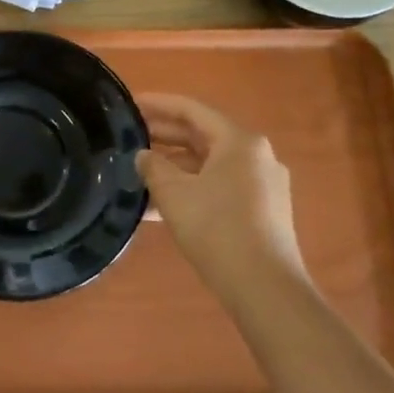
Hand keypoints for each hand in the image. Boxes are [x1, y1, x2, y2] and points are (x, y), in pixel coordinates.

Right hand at [136, 93, 308, 308]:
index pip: (191, 110)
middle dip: (163, 137)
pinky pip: (218, 188)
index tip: (130, 104)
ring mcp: (262, 185)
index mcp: (239, 141)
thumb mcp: (173, 193)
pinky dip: (190, 189)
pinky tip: (159, 207)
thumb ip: (153, 166)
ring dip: (173, 168)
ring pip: (208, 165)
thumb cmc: (217, 229)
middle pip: (202, 136)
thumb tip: (143, 155)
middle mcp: (256, 156)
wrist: (265, 289)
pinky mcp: (261, 212)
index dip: (157, 104)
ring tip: (137, 173)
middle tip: (128, 136)